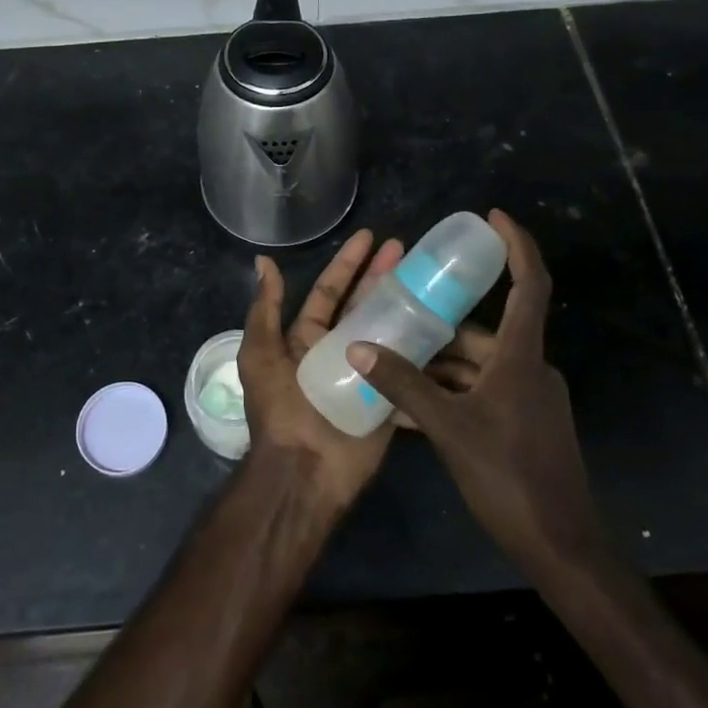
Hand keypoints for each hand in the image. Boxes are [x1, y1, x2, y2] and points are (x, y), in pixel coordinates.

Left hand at [237, 228, 404, 511]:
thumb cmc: (280, 408)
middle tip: (407, 249)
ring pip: (390, 330)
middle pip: (364, 305)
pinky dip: (424, 349)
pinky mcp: (389, 396)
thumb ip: (265, 309)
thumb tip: (263, 261)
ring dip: (407, 305)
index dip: (348, 264)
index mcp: (306, 338)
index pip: (330, 291)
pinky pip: (408, 367)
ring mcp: (366, 372)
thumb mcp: (261, 354)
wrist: (305, 470)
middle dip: (382, 276)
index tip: (370, 237)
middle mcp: (337, 350)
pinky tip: (446, 324)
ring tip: (430, 280)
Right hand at [347, 210, 605, 575]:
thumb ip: (403, 385)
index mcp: (521, 356)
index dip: (517, 245)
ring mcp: (528, 399)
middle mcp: (529, 368)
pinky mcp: (523, 425)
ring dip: (438, 367)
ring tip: (391, 366)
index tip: (492, 217)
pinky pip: (481, 394)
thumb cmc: (509, 476)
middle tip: (397, 317)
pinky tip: (411, 410)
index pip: (529, 284)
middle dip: (440, 328)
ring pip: (477, 367)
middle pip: (484, 333)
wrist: (561, 546)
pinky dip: (450, 395)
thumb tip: (358, 346)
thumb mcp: (448, 427)